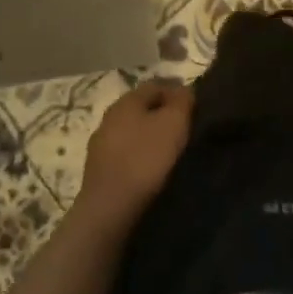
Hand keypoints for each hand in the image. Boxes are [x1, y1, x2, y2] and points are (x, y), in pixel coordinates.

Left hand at [73, 80, 192, 231]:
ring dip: (150, 136)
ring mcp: (100, 144)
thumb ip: (183, 100)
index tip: (194, 109)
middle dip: (163, 115)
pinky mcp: (98, 170)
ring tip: (170, 151)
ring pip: (132, 131)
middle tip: (184, 129)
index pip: (156, 85)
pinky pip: (125, 153)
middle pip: (142, 108)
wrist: (109, 208)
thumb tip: (184, 91)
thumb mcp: (175, 122)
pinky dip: (139, 156)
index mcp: (126, 100)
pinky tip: (151, 169)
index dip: (178, 93)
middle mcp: (109, 117)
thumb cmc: (145, 157)